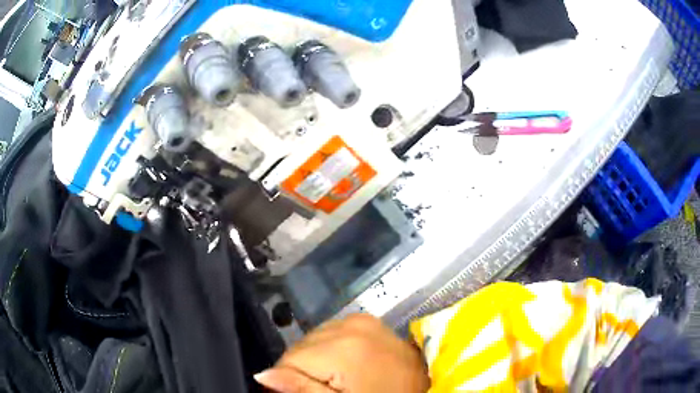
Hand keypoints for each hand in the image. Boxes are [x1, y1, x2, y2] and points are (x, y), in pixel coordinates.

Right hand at [255, 314, 429, 392]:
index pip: (289, 360)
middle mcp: (350, 324)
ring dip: (314, 359)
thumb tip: (262, 375)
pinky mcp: (368, 320)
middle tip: (319, 389)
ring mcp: (361, 319)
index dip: (286, 381)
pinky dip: (328, 349)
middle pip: (300, 347)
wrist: (423, 389)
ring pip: (313, 339)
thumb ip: (301, 389)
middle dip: (300, 370)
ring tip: (332, 379)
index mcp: (344, 346)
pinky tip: (342, 365)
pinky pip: (331, 333)